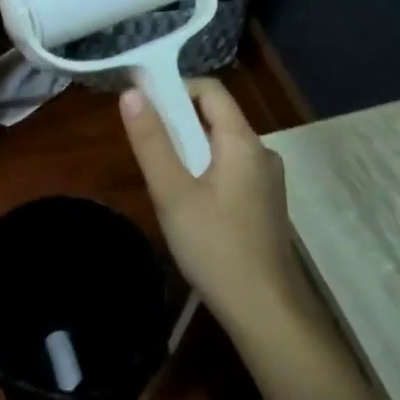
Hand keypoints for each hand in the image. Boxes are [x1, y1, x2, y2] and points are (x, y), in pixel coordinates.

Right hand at [119, 78, 308, 329]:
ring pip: (222, 148)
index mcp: (243, 141)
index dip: (175, 88)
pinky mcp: (266, 205)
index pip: (210, 90)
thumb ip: (151, 141)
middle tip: (147, 150)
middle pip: (216, 118)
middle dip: (178, 125)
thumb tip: (131, 93)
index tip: (143, 104)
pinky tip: (190, 208)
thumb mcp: (172, 192)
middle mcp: (262, 152)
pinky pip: (232, 172)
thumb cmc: (214, 246)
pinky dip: (207, 174)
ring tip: (163, 183)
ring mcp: (268, 181)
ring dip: (191, 152)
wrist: (265, 310)